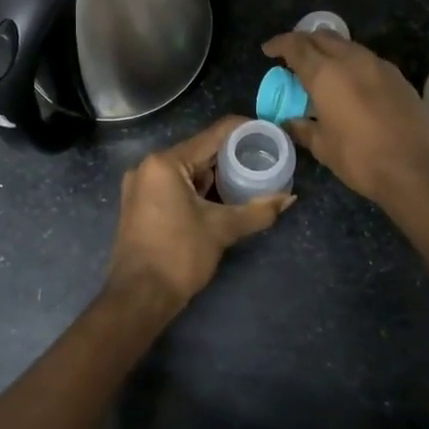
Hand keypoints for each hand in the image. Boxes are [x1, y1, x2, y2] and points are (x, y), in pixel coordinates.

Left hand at [104, 115, 292, 312]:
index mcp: (165, 163)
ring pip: (186, 170)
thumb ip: (258, 211)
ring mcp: (140, 186)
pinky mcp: (139, 204)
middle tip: (263, 160)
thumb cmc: (179, 256)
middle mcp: (148, 166)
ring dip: (214, 175)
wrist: (139, 297)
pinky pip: (174, 185)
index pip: (213, 135)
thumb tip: (289, 198)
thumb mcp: (222, 230)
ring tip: (248, 178)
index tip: (268, 134)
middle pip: (198, 151)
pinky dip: (197, 189)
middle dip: (231, 156)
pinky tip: (221, 197)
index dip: (244, 131)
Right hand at [262, 31, 428, 207]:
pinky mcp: (398, 77)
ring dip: (329, 50)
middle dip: (304, 41)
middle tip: (292, 56)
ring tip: (319, 68)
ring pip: (347, 45)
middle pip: (322, 37)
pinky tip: (348, 83)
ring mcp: (379, 66)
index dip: (279, 44)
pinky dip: (350, 63)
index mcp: (326, 73)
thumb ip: (303, 128)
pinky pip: (366, 59)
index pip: (296, 46)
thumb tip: (289, 121)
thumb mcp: (323, 147)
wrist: (418, 169)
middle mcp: (352, 60)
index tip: (268, 50)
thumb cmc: (361, 159)